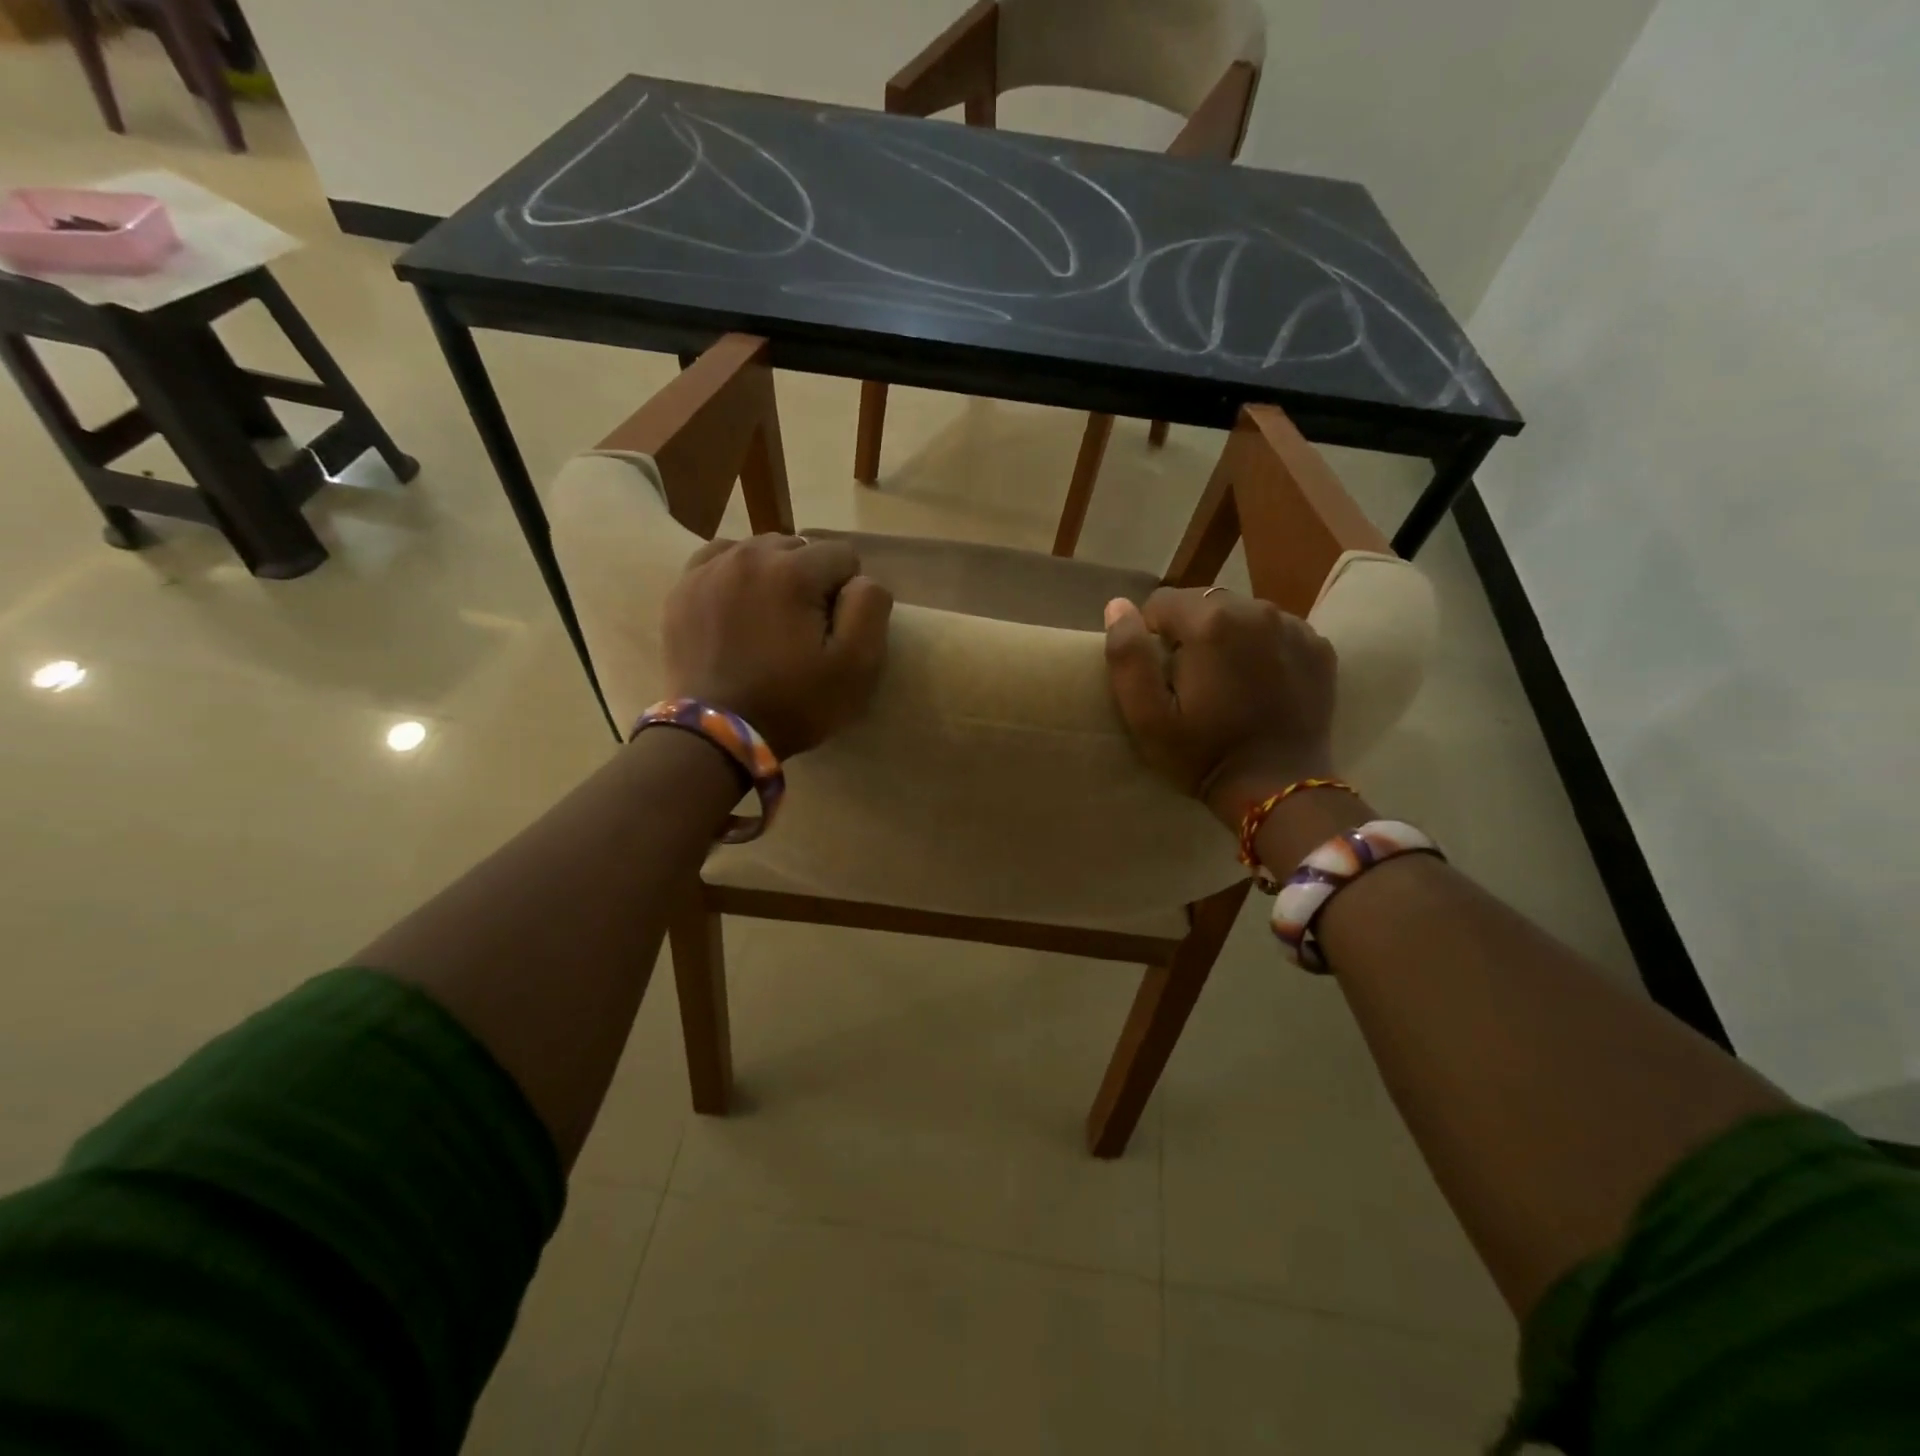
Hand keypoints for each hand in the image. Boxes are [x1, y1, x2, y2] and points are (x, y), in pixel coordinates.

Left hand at [663, 534, 892, 757]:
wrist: (715, 735)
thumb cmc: (792, 703)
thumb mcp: (855, 667)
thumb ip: (870, 608)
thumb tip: (860, 580)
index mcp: (793, 570)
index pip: (842, 555)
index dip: (847, 594)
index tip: (833, 631)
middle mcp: (748, 555)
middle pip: (799, 548)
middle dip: (809, 581)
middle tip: (802, 629)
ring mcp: (709, 569)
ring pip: (759, 551)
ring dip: (773, 576)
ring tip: (769, 621)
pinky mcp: (683, 589)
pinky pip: (719, 561)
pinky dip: (735, 577)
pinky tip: (738, 609)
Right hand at [1103, 588, 1337, 826]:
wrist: (1279, 789)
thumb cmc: (1204, 754)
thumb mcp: (1148, 717)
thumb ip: (1127, 657)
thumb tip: (1117, 606)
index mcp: (1210, 622)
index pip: (1161, 602)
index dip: (1151, 637)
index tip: (1160, 676)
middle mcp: (1256, 610)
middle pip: (1203, 603)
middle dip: (1190, 633)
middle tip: (1191, 682)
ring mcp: (1294, 626)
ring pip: (1241, 613)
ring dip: (1227, 637)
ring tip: (1227, 683)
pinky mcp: (1319, 646)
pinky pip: (1276, 630)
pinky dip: (1262, 648)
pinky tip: (1260, 684)